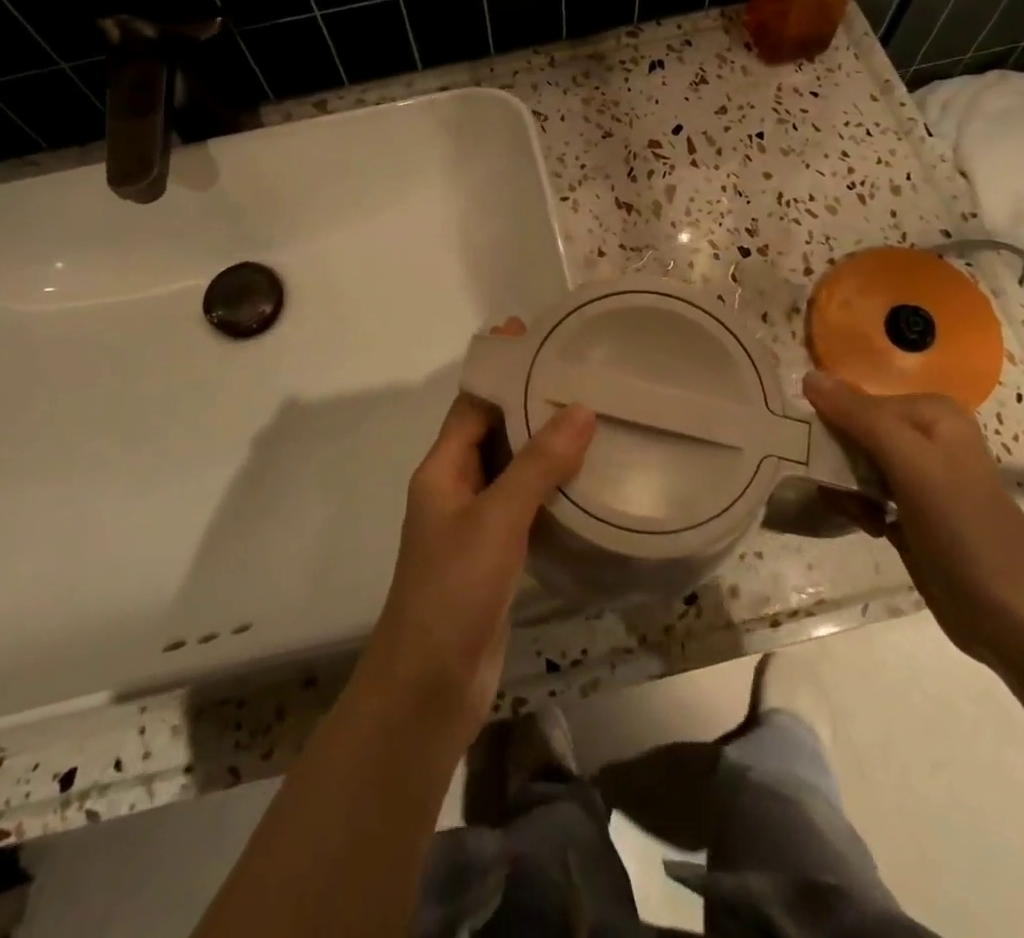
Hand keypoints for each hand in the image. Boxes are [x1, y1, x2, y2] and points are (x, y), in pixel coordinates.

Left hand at [361, 320, 593, 747]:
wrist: (430, 687)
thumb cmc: (453, 591)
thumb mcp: (497, 520)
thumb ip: (538, 465)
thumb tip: (580, 408)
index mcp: (442, 468)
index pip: (472, 402)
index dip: (500, 367)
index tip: (535, 335)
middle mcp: (455, 486)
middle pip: (493, 429)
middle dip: (529, 400)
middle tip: (579, 373)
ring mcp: (475, 522)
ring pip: (512, 468)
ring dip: (543, 443)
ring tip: (593, 414)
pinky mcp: (495, 554)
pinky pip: (524, 504)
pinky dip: (550, 486)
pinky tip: (586, 479)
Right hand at [801, 369, 1023, 669]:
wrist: (1015, 618)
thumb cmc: (965, 529)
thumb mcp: (911, 464)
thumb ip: (859, 417)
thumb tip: (808, 377)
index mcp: (931, 413)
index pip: (856, 401)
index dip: (832, 426)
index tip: (820, 456)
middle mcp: (925, 437)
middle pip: (853, 431)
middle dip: (837, 460)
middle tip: (841, 489)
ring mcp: (919, 477)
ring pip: (854, 464)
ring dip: (845, 488)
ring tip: (858, 513)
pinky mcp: (911, 513)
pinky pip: (864, 495)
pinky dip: (857, 508)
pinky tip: (870, 528)